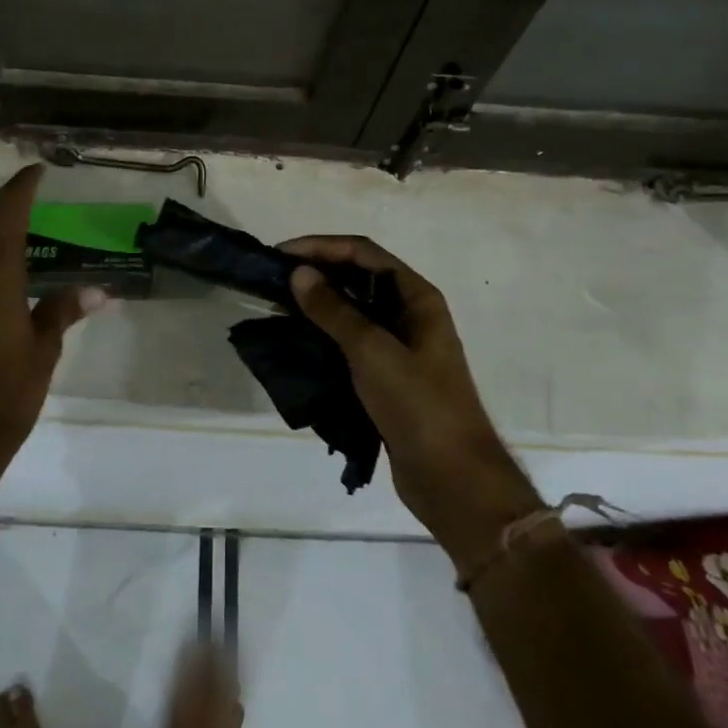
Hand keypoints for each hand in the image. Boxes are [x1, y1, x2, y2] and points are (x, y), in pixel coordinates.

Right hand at [281, 237, 541, 563]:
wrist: (453, 480)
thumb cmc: (419, 405)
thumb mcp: (372, 351)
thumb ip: (334, 310)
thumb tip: (299, 273)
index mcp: (417, 297)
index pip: (363, 253)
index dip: (322, 246)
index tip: (281, 254)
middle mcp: (410, 314)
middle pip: (358, 277)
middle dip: (318, 272)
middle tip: (275, 279)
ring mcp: (400, 346)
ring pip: (353, 310)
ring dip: (319, 304)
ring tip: (279, 306)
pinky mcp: (388, 376)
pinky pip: (351, 342)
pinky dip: (325, 335)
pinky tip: (298, 340)